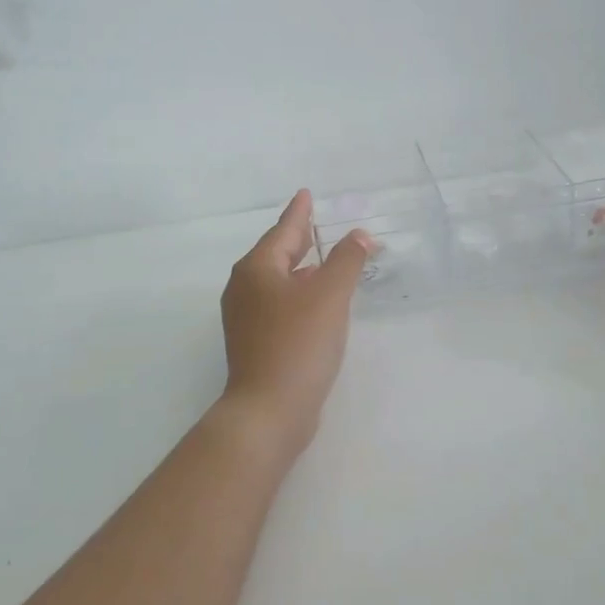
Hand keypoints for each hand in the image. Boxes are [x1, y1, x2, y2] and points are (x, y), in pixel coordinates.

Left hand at [219, 191, 374, 453]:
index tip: (306, 194)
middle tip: (317, 223)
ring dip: (301, 269)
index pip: (283, 231)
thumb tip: (359, 235)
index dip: (299, 212)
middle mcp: (245, 289)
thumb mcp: (329, 296)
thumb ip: (346, 260)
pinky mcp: (255, 343)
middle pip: (276, 254)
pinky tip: (317, 304)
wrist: (269, 410)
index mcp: (257, 270)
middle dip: (299, 240)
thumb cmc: (298, 344)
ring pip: (277, 281)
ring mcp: (246, 319)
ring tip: (324, 260)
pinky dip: (299, 294)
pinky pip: (279, 305)